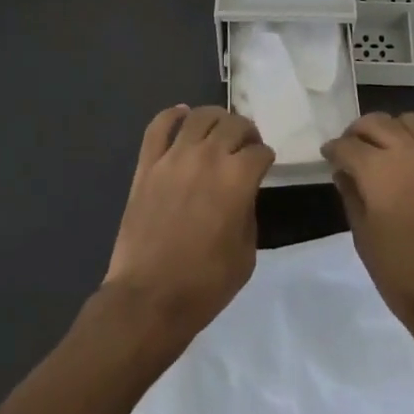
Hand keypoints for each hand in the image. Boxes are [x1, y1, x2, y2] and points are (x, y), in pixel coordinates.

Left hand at [103, 105, 275, 343]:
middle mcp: (208, 157)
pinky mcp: (147, 165)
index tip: (265, 167)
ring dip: (216, 118)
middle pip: (234, 124)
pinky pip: (158, 126)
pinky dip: (172, 115)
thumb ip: (248, 212)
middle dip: (246, 133)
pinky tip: (182, 115)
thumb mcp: (246, 252)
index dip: (266, 159)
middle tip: (246, 147)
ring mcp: (173, 157)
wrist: (149, 298)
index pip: (260, 152)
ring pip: (200, 116)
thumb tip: (242, 193)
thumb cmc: (205, 283)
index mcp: (238, 178)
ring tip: (219, 130)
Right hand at [323, 112, 413, 344]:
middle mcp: (410, 153)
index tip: (328, 156)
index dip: (333, 149)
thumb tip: (344, 173)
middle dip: (358, 132)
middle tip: (351, 150)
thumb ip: (351, 195)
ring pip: (410, 122)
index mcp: (379, 170)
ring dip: (391, 130)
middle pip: (377, 123)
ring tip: (384, 151)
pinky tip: (413, 173)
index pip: (348, 145)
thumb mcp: (363, 235)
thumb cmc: (400, 272)